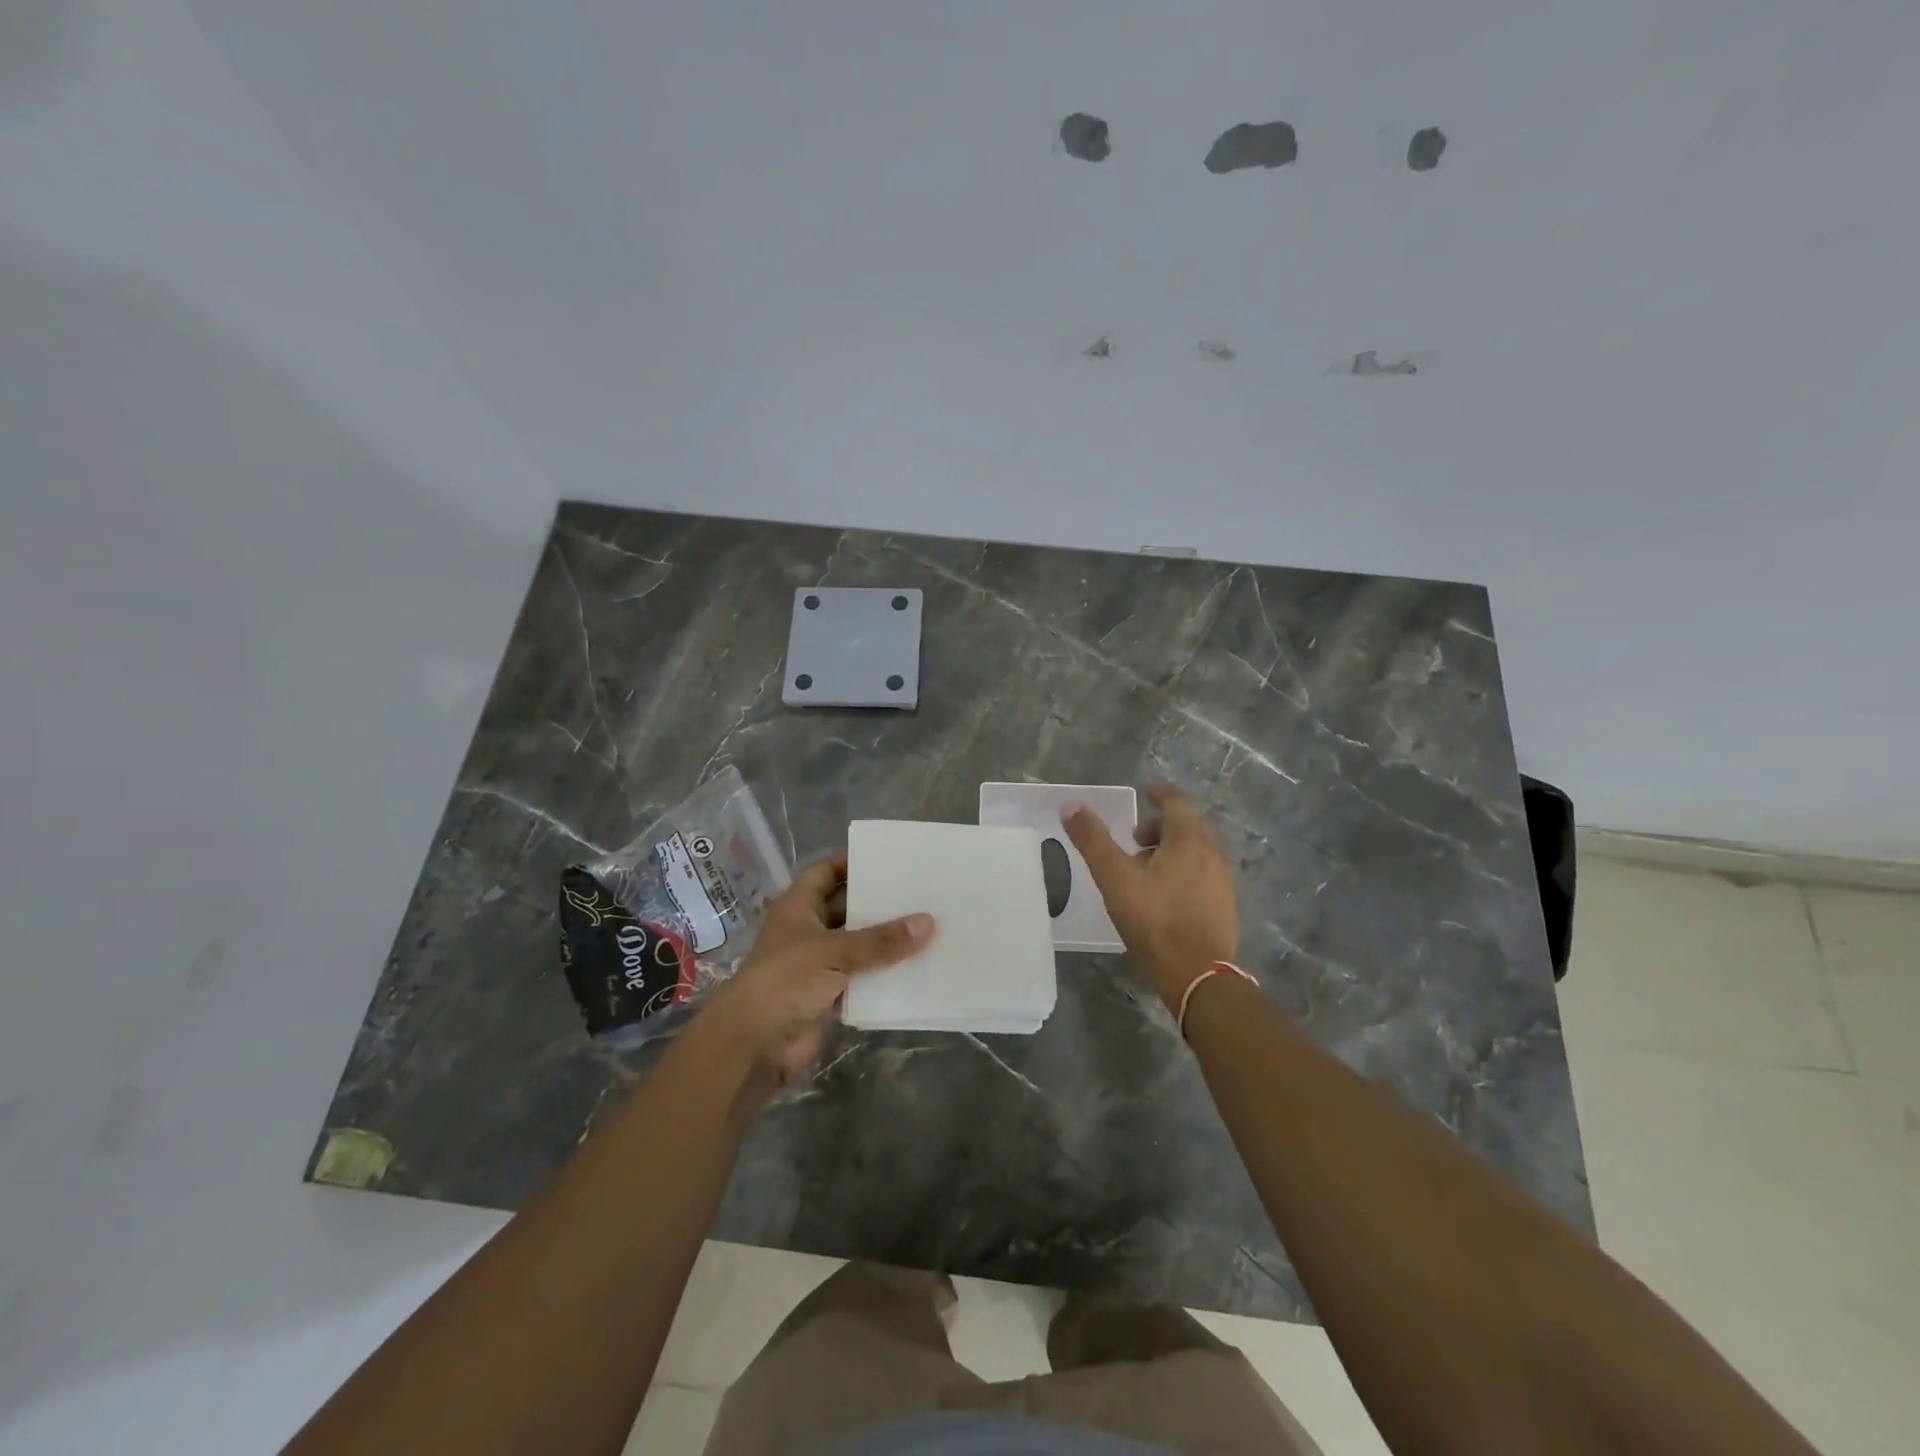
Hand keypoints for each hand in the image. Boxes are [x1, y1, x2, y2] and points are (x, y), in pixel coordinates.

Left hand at [696, 852, 932, 1093]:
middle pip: (847, 907)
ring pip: (858, 944)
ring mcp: (817, 964)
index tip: (889, 857)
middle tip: (920, 891)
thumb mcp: (834, 952)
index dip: (851, 862)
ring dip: (885, 940)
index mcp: (798, 907)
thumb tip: (929, 922)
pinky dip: (883, 973)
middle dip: (878, 902)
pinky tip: (917, 966)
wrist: (753, 1045)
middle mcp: (808, 930)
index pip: (825, 872)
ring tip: (928, 924)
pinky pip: (862, 977)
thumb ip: (881, 940)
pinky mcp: (828, 994)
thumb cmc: (785, 981)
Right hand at [1061, 786, 1238, 1008]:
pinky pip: (1206, 876)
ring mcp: (1223, 882)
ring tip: (1146, 870)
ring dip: (1175, 850)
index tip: (1147, 794)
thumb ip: (1093, 840)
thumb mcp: (1115, 878)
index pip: (1179, 803)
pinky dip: (1186, 872)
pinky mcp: (1226, 908)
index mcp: (1189, 841)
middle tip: (1137, 838)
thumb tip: (1071, 805)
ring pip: (1200, 852)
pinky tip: (1166, 896)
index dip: (1162, 795)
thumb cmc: (1155, 920)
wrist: (1198, 975)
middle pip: (1192, 826)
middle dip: (1164, 825)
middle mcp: (1212, 855)